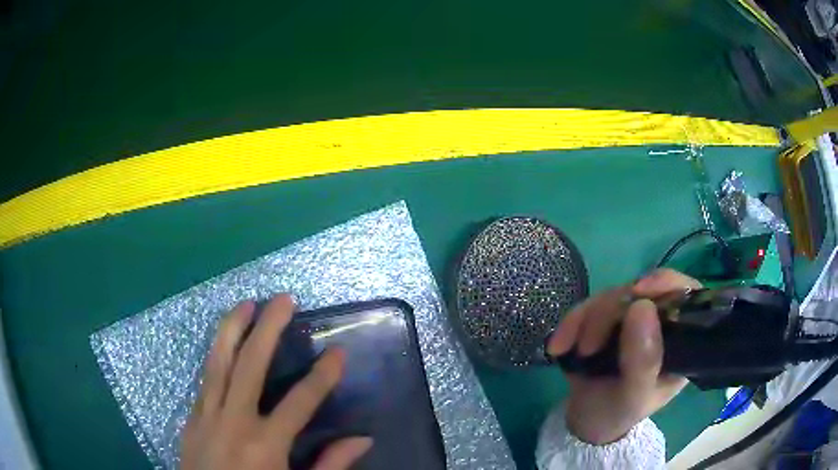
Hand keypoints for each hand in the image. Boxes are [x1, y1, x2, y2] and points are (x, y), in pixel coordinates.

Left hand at [181, 294, 372, 469]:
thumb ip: (330, 465)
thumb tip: (363, 439)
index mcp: (266, 444)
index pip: (301, 401)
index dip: (323, 376)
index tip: (338, 352)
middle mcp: (234, 421)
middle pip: (250, 365)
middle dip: (268, 329)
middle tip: (284, 300)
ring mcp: (208, 416)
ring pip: (218, 362)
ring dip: (233, 329)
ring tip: (246, 304)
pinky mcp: (192, 418)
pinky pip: (205, 380)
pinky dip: (216, 356)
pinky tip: (223, 344)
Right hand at [546, 269, 701, 444]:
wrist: (587, 420)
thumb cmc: (618, 413)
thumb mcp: (633, 397)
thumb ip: (643, 362)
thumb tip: (642, 307)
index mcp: (681, 340)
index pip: (686, 295)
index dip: (666, 284)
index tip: (639, 292)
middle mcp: (662, 321)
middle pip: (643, 291)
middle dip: (610, 313)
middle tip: (587, 347)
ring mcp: (634, 317)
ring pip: (613, 295)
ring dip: (585, 320)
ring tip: (566, 350)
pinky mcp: (608, 317)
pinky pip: (589, 304)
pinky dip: (571, 322)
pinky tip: (558, 345)